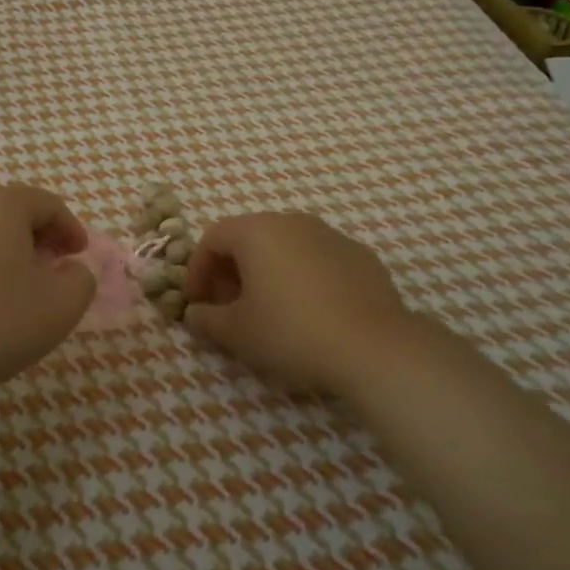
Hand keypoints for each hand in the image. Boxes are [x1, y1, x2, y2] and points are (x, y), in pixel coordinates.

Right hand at [185, 213, 428, 400]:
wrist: (374, 347)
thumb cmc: (291, 332)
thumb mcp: (236, 332)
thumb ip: (206, 319)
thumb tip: (195, 314)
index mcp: (257, 231)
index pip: (212, 238)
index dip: (198, 271)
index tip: (198, 304)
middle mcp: (292, 221)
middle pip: (249, 238)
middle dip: (232, 271)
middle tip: (230, 308)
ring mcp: (331, 235)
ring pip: (285, 246)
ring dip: (267, 272)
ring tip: (269, 311)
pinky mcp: (360, 256)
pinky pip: (317, 260)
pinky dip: (302, 278)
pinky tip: (309, 312)